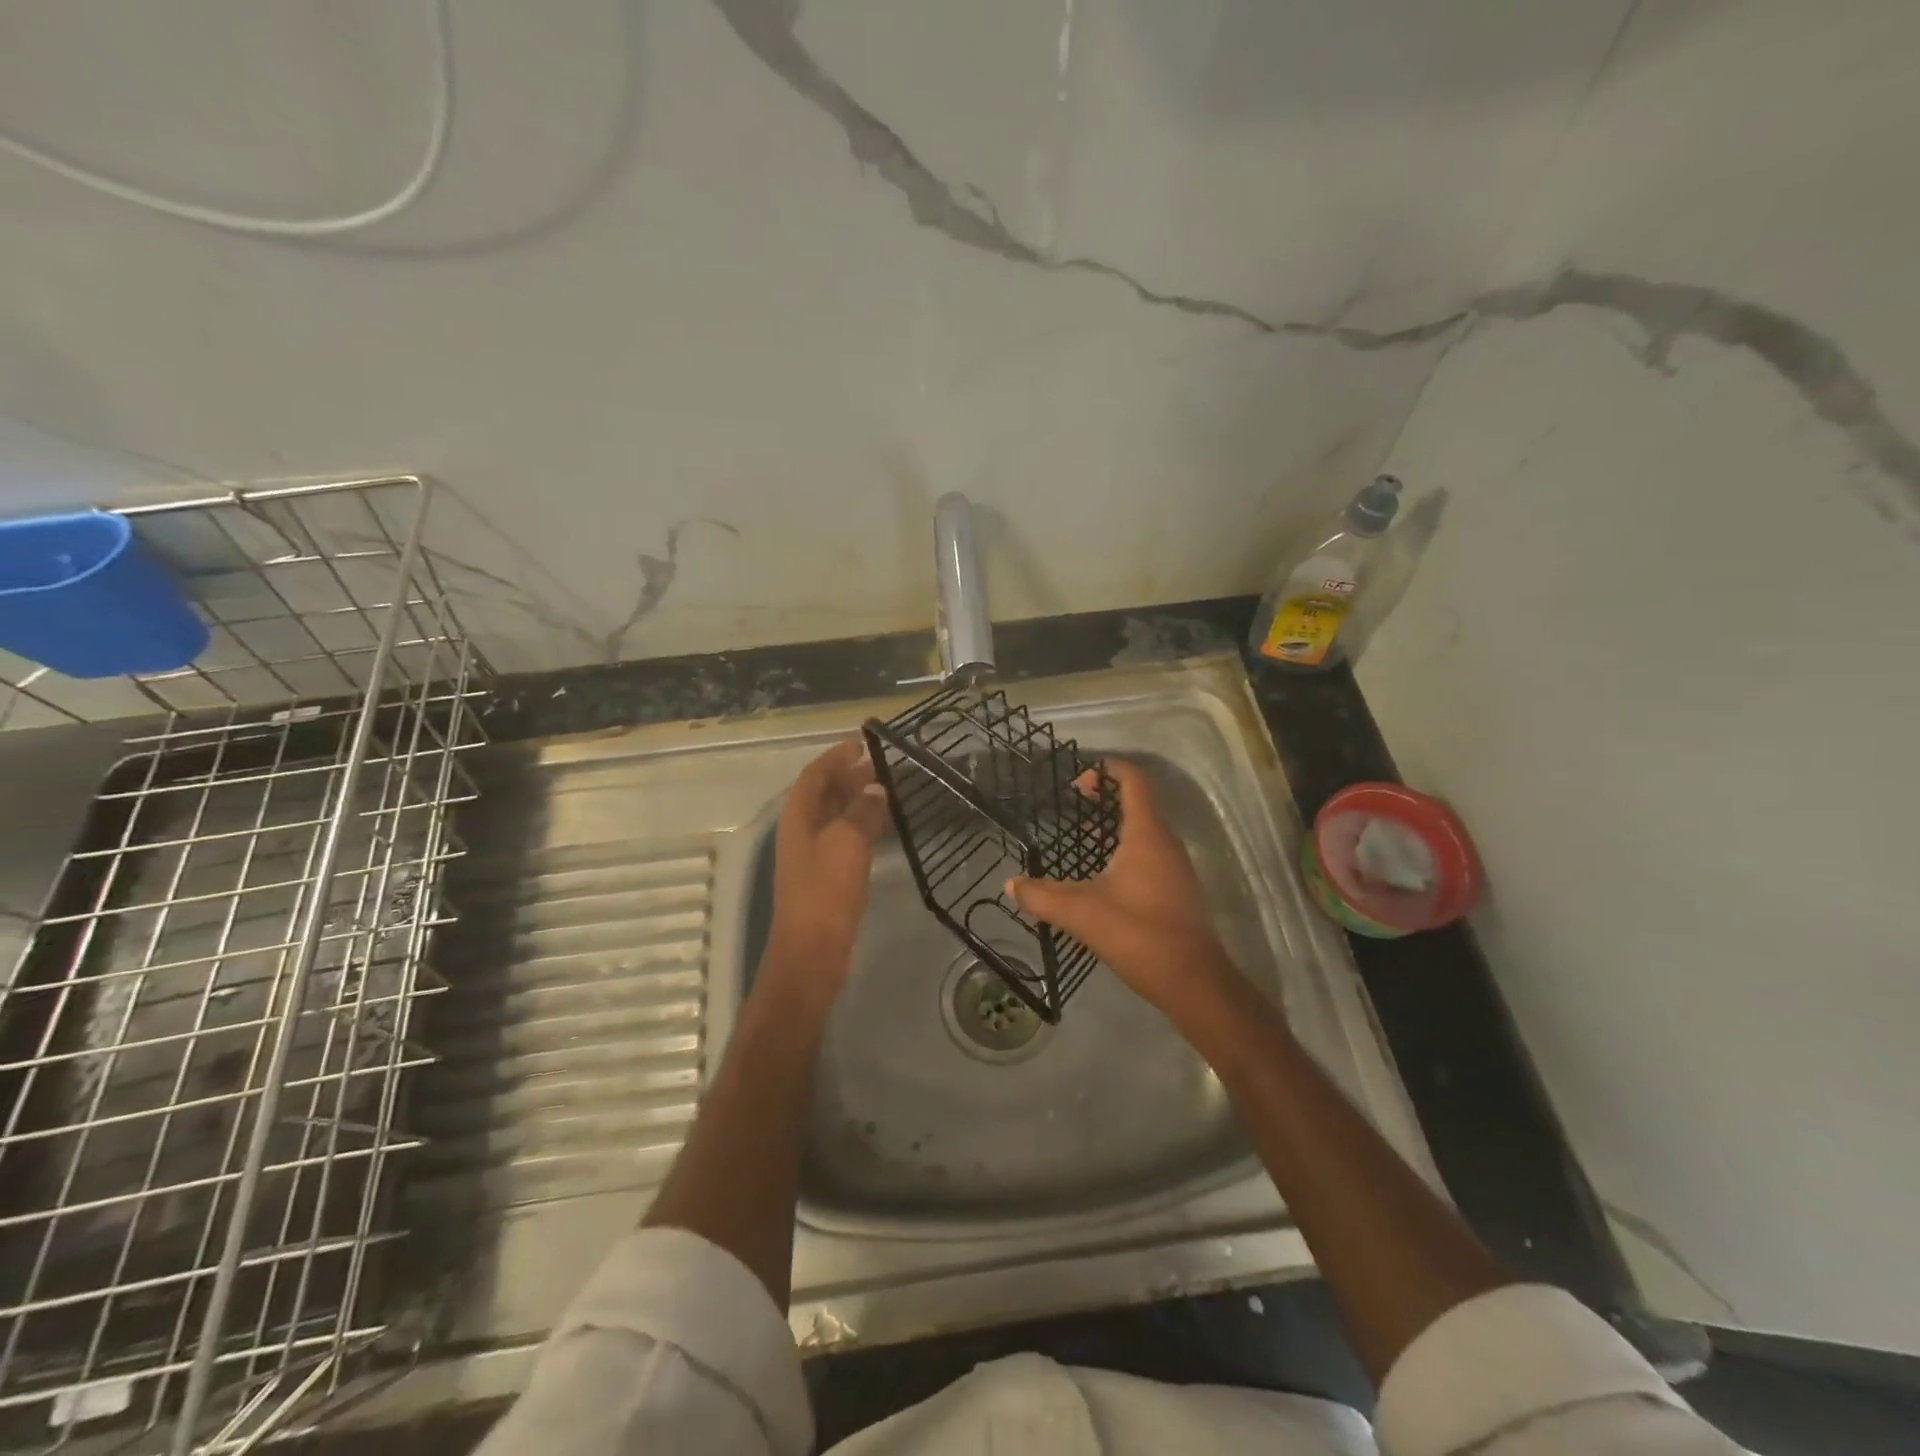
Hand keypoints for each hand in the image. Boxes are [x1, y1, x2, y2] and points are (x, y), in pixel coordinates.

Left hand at [767, 738, 889, 982]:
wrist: (812, 951)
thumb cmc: (826, 891)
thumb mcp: (847, 843)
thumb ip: (862, 811)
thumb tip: (876, 789)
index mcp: (798, 817)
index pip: (815, 775)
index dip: (836, 758)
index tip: (861, 744)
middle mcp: (801, 831)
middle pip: (823, 793)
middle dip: (849, 777)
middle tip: (881, 767)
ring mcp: (812, 855)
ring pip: (834, 816)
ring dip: (857, 800)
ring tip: (887, 791)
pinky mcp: (826, 876)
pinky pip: (843, 838)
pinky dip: (861, 825)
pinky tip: (882, 827)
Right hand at [1006, 758, 1238, 1017]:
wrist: (1193, 981)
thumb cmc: (1138, 934)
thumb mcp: (1081, 913)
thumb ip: (1041, 896)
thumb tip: (1010, 885)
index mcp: (1146, 834)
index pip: (1133, 781)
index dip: (1108, 770)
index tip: (1078, 778)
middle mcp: (1166, 842)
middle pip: (1139, 802)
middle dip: (1106, 797)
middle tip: (1073, 804)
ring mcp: (1176, 866)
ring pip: (1146, 830)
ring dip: (1116, 825)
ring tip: (1082, 838)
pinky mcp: (1178, 889)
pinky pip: (1151, 853)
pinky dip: (1126, 849)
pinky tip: (1104, 876)